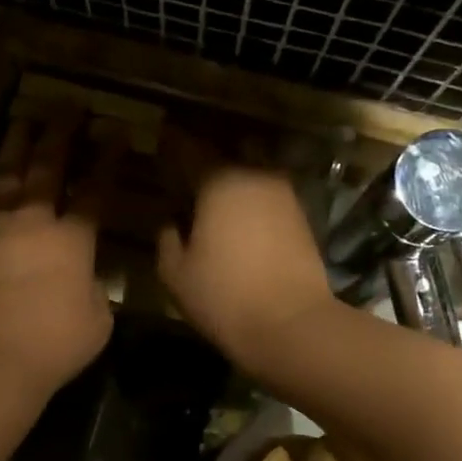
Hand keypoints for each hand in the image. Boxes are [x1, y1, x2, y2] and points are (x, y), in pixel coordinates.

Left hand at [0, 113, 119, 397]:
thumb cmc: (55, 344)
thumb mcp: (97, 319)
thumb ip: (94, 290)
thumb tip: (84, 279)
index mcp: (72, 240)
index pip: (94, 190)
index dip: (107, 159)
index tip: (115, 131)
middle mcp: (31, 223)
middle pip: (46, 169)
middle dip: (60, 135)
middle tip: (67, 107)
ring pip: (4, 178)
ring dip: (15, 147)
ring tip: (22, 122)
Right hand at [155, 134, 335, 369]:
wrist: (292, 325)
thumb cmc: (224, 297)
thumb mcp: (175, 273)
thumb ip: (167, 238)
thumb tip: (170, 222)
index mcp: (218, 181)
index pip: (188, 147)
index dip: (171, 140)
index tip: (160, 135)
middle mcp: (254, 175)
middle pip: (227, 149)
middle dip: (206, 153)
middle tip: (186, 164)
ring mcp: (283, 194)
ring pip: (253, 167)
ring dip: (234, 171)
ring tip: (214, 189)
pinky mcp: (301, 215)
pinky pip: (268, 191)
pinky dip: (252, 194)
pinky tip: (240, 212)